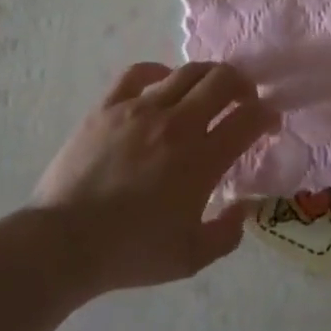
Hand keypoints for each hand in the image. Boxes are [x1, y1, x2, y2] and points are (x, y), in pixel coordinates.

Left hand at [30, 61, 276, 295]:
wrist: (62, 243)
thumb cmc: (130, 252)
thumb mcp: (190, 257)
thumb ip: (228, 233)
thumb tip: (244, 208)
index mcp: (202, 159)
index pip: (249, 119)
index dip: (267, 115)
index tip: (268, 123)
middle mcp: (177, 124)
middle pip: (223, 81)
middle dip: (243, 85)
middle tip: (243, 100)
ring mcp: (140, 110)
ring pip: (186, 72)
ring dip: (208, 76)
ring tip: (208, 91)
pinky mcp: (108, 106)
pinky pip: (139, 72)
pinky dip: (159, 72)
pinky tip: (163, 84)